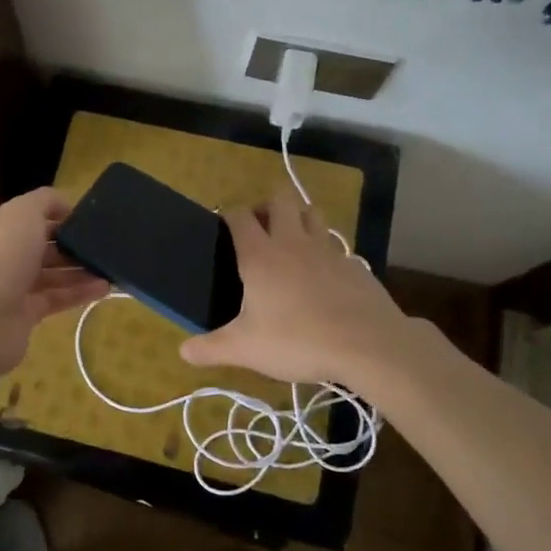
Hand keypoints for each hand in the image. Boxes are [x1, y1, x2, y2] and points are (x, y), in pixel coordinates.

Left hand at [0, 187, 107, 376]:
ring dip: (78, 269)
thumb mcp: (24, 212)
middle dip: (69, 244)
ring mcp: (9, 287)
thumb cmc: (1, 255)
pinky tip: (104, 287)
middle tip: (100, 243)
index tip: (82, 218)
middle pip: (39, 246)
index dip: (53, 215)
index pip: (25, 216)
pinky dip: (78, 292)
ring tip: (108, 265)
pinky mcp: (23, 314)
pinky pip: (56, 298)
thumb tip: (64, 205)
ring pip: (50, 274)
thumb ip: (45, 200)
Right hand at [180, 188, 411, 386]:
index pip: (239, 215)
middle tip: (259, 230)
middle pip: (280, 199)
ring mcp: (327, 249)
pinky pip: (335, 246)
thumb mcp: (245, 349)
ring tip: (290, 244)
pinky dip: (325, 251)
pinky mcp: (354, 264)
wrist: (368, 344)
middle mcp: (292, 242)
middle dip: (266, 205)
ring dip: (298, 218)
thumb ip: (211, 349)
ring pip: (311, 213)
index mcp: (260, 255)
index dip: (228, 215)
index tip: (223, 228)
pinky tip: (323, 277)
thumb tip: (183, 351)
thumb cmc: (298, 340)